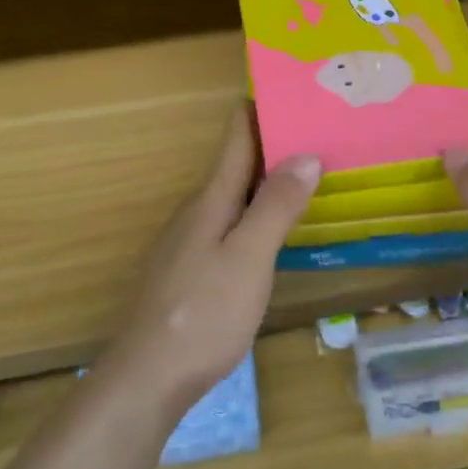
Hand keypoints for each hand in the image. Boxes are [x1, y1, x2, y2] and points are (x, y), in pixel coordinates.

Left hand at [103, 106, 319, 417]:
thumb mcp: (250, 257)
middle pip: (236, 165)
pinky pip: (228, 226)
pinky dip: (255, 216)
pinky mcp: (188, 271)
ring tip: (308, 178)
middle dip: (274, 146)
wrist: (147, 378)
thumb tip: (305, 153)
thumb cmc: (204, 312)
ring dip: (267, 183)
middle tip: (320, 134)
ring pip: (233, 198)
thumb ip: (276, 206)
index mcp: (210, 199)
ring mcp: (188, 243)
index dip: (260, 109)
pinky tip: (274, 234)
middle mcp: (196, 212)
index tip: (293, 90)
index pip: (236, 137)